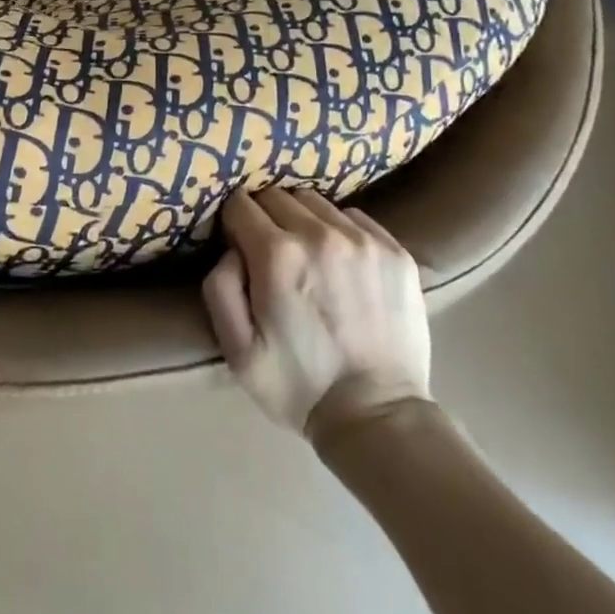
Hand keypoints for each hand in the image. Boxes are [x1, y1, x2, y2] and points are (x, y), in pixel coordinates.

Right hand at [202, 187, 430, 436]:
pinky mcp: (396, 252)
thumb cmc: (298, 386)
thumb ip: (219, 287)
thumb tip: (231, 249)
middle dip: (265, 217)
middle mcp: (320, 234)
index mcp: (277, 254)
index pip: (241, 203)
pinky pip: (354, 216)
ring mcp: (363, 240)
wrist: (378, 418)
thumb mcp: (236, 350)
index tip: (239, 245)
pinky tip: (340, 262)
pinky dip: (339, 229)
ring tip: (307, 255)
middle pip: (276, 195)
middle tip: (270, 253)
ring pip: (315, 201)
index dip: (234, 222)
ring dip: (302, 219)